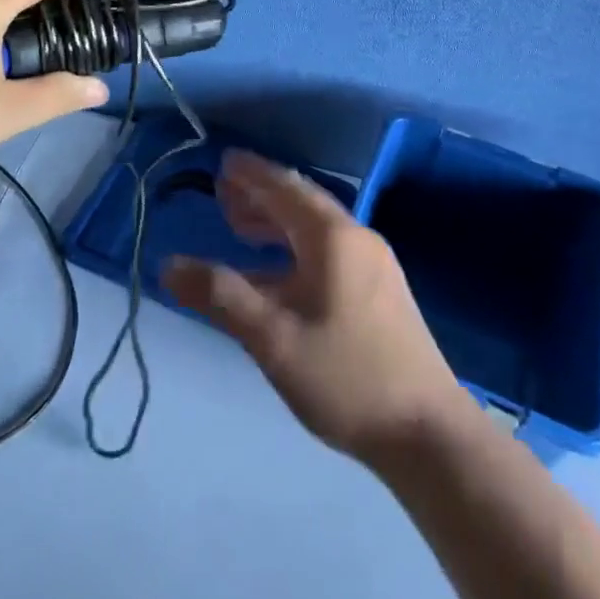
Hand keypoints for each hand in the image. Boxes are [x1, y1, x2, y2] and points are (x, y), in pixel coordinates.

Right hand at [163, 149, 471, 468]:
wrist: (430, 436)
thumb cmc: (346, 378)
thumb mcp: (272, 338)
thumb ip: (220, 296)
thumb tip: (169, 265)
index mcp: (332, 237)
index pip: (284, 188)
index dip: (251, 174)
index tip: (224, 162)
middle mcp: (356, 239)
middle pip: (301, 203)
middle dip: (260, 195)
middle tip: (223, 193)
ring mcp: (374, 266)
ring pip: (315, 229)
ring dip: (276, 223)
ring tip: (240, 228)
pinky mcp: (381, 293)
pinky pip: (328, 252)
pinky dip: (294, 249)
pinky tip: (276, 275)